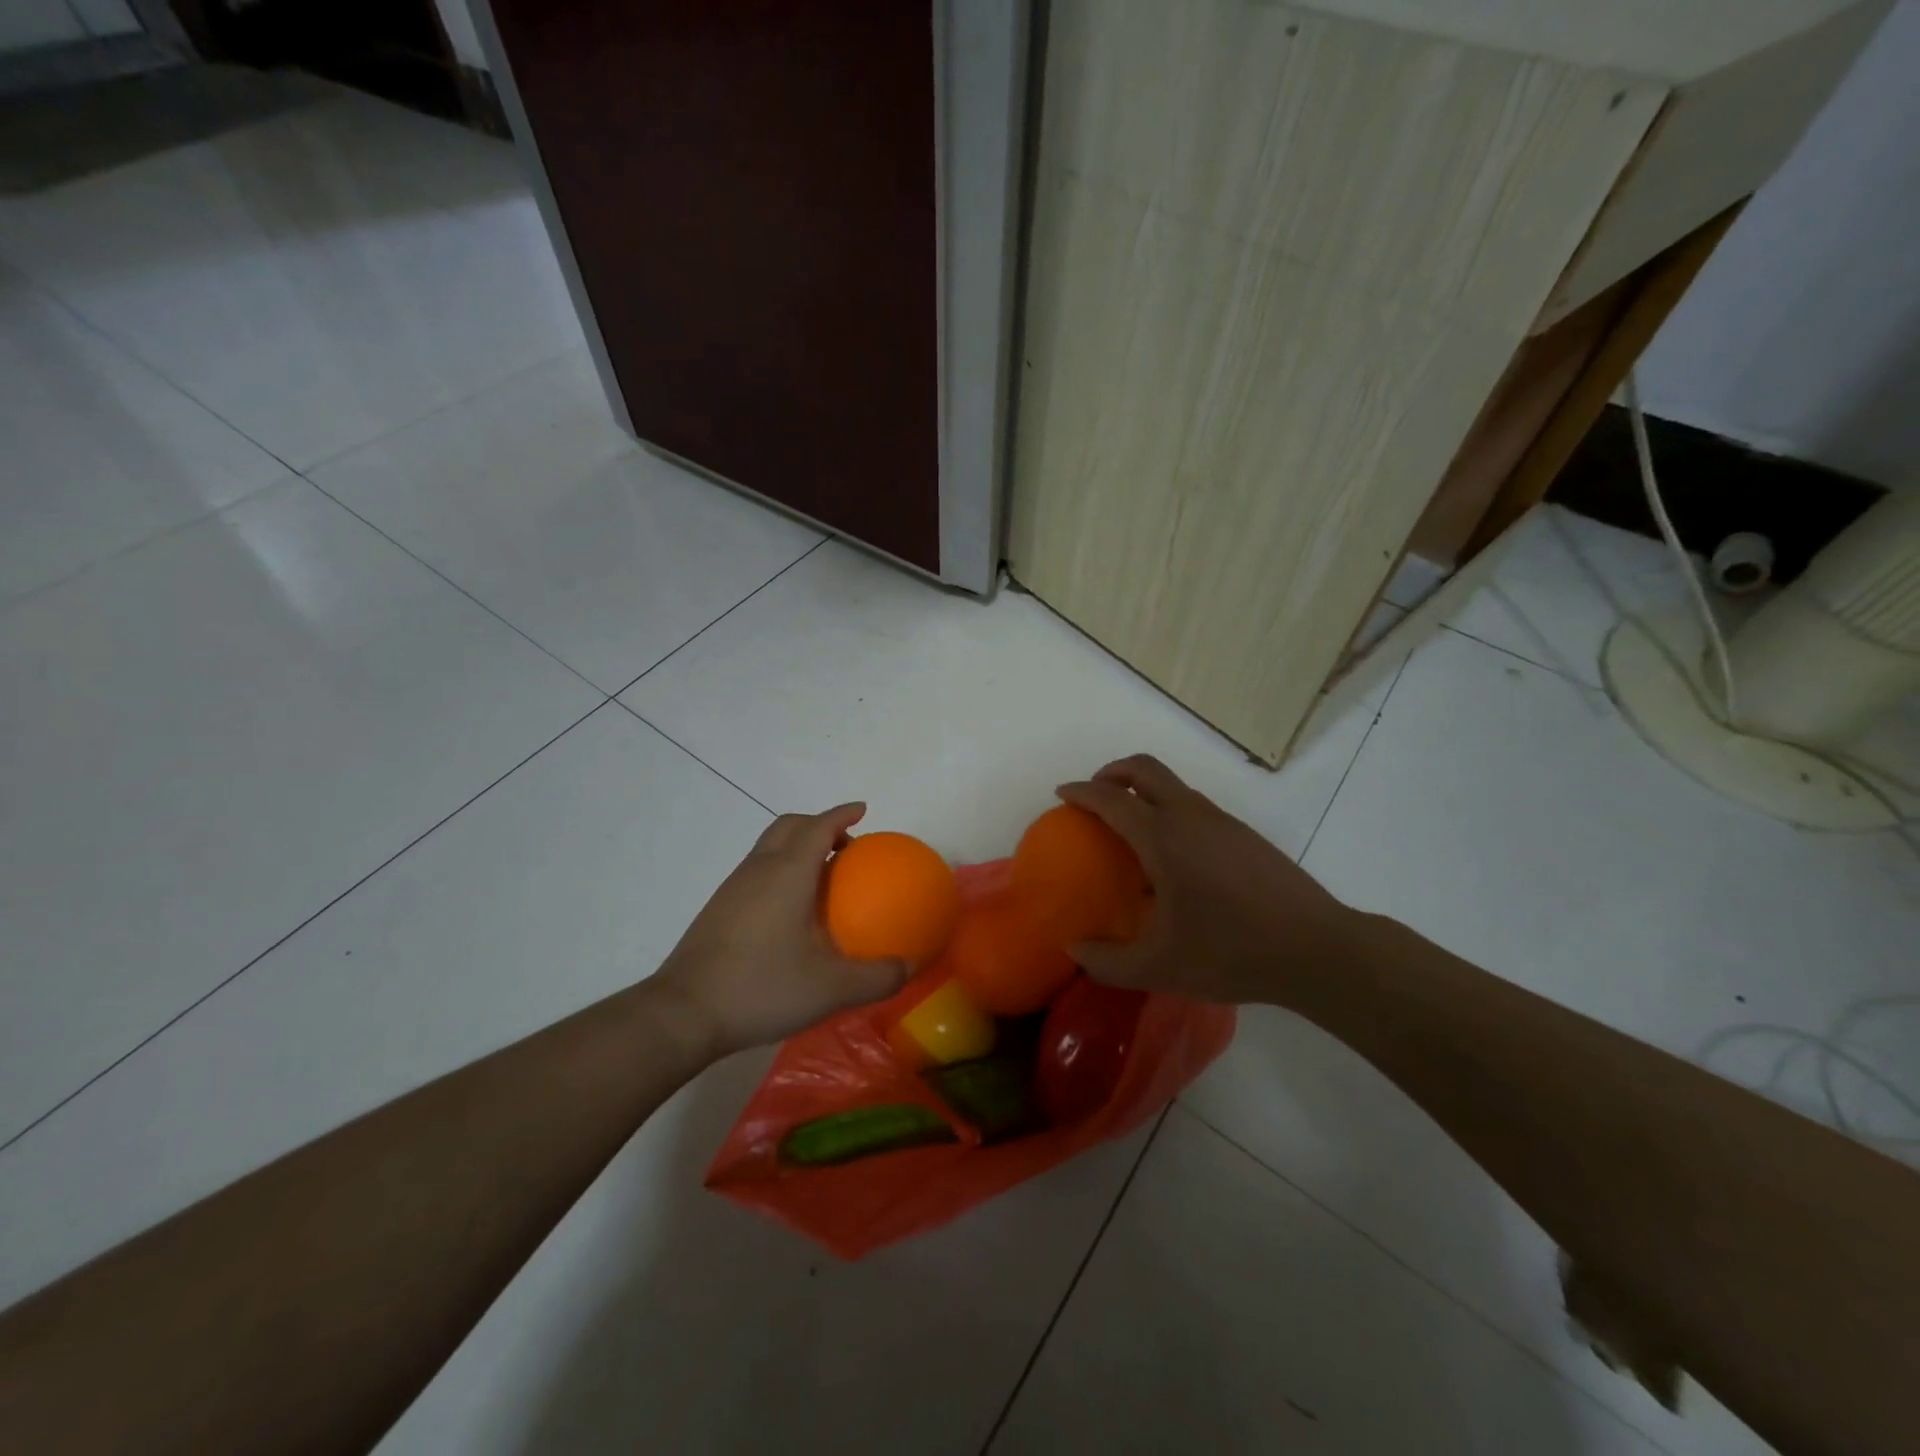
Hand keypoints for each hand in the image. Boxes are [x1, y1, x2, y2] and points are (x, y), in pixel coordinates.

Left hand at [652, 804, 910, 1058]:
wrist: (684, 1014)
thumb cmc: (761, 988)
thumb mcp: (830, 989)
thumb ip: (876, 978)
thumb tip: (907, 968)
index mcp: (787, 874)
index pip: (817, 826)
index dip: (841, 814)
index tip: (862, 810)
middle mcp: (758, 870)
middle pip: (789, 826)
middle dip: (819, 824)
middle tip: (846, 846)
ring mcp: (733, 888)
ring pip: (769, 847)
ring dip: (797, 847)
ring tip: (822, 877)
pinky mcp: (719, 909)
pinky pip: (757, 870)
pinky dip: (780, 870)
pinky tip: (791, 911)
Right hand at [1055, 755, 1356, 1005]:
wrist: (1316, 950)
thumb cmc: (1230, 952)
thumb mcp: (1158, 968)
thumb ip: (1106, 961)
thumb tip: (1074, 948)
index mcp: (1163, 837)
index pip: (1111, 798)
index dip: (1081, 792)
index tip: (1062, 794)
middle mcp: (1190, 816)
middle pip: (1144, 768)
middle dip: (1112, 772)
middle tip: (1096, 798)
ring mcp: (1222, 822)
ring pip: (1173, 786)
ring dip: (1144, 792)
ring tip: (1131, 833)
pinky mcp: (1245, 835)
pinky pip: (1195, 806)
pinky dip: (1169, 811)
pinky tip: (1174, 860)